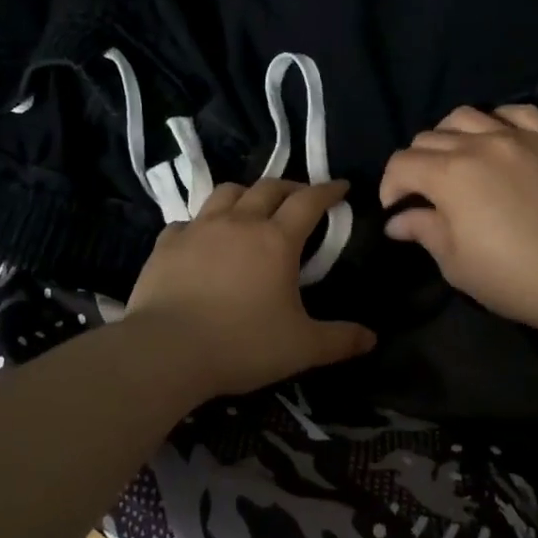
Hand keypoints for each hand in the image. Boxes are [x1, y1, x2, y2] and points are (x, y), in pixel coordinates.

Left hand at [124, 179, 375, 400]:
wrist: (166, 351)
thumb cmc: (241, 345)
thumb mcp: (301, 348)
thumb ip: (339, 340)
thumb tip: (371, 339)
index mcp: (276, 240)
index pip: (309, 201)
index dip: (328, 190)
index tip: (341, 186)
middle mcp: (239, 223)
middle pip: (268, 188)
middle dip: (290, 187)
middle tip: (300, 196)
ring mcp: (199, 229)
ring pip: (226, 193)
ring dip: (246, 194)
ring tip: (252, 207)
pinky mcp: (167, 244)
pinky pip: (188, 221)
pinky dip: (202, 223)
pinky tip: (203, 238)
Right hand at [379, 105, 537, 340]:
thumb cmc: (512, 277)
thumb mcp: (455, 263)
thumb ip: (423, 231)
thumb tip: (396, 220)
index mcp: (449, 175)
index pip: (402, 163)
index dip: (390, 186)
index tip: (397, 209)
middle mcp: (479, 144)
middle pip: (429, 137)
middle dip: (417, 164)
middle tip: (425, 193)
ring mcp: (518, 138)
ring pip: (466, 116)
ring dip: (450, 136)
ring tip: (457, 160)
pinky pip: (517, 112)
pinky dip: (498, 120)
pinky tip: (497, 139)